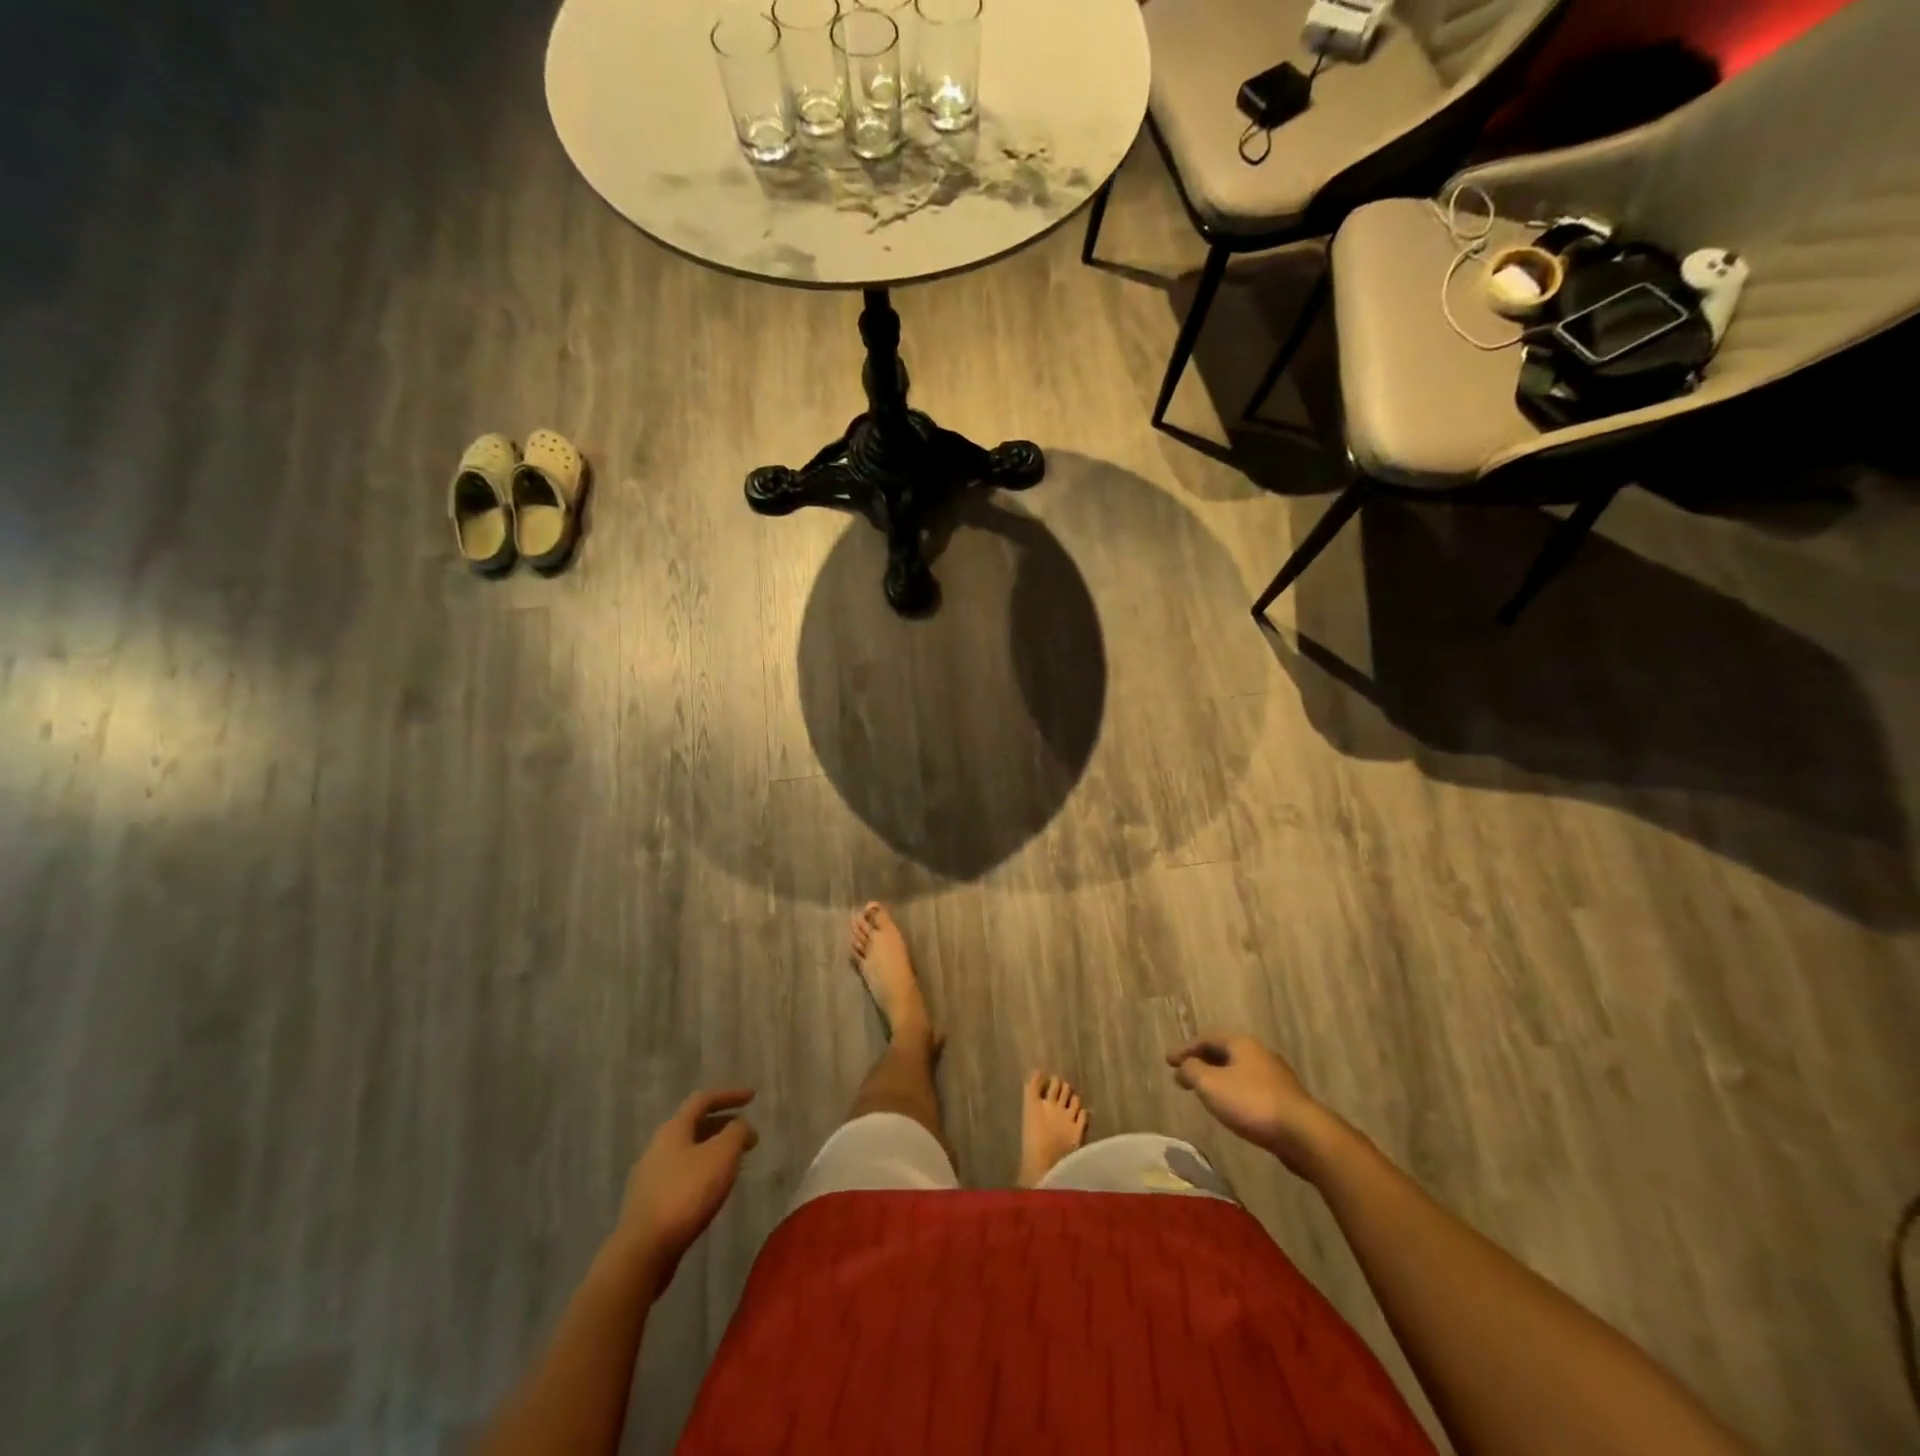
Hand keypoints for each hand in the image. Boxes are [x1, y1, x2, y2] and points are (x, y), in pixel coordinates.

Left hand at [612, 1089, 758, 1288]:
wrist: (643, 1251)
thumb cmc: (686, 1194)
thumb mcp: (722, 1155)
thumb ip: (737, 1133)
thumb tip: (741, 1126)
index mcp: (673, 1129)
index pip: (703, 1100)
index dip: (729, 1095)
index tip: (753, 1098)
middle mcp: (657, 1147)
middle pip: (693, 1126)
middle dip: (723, 1125)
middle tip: (746, 1135)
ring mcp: (649, 1177)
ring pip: (687, 1152)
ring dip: (712, 1151)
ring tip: (734, 1163)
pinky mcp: (648, 1204)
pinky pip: (680, 1176)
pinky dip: (701, 1172)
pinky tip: (711, 1189)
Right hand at [1166, 1033, 1334, 1176]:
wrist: (1302, 1134)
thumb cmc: (1251, 1103)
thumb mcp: (1211, 1085)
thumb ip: (1192, 1071)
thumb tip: (1184, 1066)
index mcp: (1241, 1043)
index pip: (1206, 1038)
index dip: (1185, 1048)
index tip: (1168, 1061)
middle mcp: (1259, 1053)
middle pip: (1223, 1052)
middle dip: (1201, 1061)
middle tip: (1183, 1074)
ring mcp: (1275, 1076)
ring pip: (1238, 1070)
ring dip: (1217, 1077)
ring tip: (1203, 1091)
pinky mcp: (1284, 1099)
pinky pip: (1250, 1087)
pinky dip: (1232, 1091)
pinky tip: (1229, 1106)